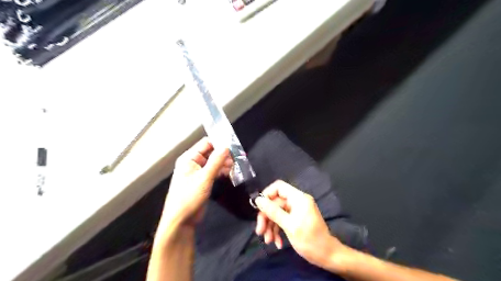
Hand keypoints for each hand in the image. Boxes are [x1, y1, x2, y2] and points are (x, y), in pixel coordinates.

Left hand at [162, 138, 232, 228]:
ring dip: (224, 163)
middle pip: (211, 152)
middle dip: (224, 154)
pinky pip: (214, 171)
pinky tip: (230, 173)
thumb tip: (227, 146)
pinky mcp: (203, 180)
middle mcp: (193, 162)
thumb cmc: (190, 197)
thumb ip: (216, 161)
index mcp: (189, 158)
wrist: (181, 220)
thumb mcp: (204, 178)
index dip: (219, 143)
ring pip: (214, 162)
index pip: (206, 143)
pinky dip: (221, 171)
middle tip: (238, 157)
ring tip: (236, 166)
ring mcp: (198, 172)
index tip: (234, 145)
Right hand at [255, 180, 344, 267]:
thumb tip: (258, 199)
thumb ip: (273, 211)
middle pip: (275, 202)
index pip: (278, 187)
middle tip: (260, 231)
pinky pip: (282, 220)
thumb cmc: (310, 240)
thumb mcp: (289, 226)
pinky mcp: (295, 219)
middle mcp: (297, 201)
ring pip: (277, 213)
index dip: (267, 195)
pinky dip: (277, 230)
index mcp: (298, 198)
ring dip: (270, 226)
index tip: (258, 208)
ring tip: (268, 241)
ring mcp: (296, 211)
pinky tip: (277, 243)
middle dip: (266, 217)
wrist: (328, 256)